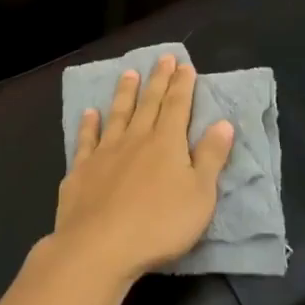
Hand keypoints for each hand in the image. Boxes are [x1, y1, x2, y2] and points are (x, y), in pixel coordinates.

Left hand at [54, 56, 234, 285]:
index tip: (184, 64)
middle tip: (162, 58)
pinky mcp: (81, 170)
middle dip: (157, 80)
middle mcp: (135, 139)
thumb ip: (211, 157)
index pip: (177, 106)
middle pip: (148, 103)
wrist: (99, 246)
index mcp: (166, 143)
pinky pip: (86, 140)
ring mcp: (105, 153)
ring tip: (128, 73)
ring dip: (125, 93)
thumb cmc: (159, 224)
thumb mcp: (200, 195)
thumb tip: (223, 123)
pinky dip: (88, 124)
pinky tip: (89, 113)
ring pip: (117, 115)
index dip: (182, 85)